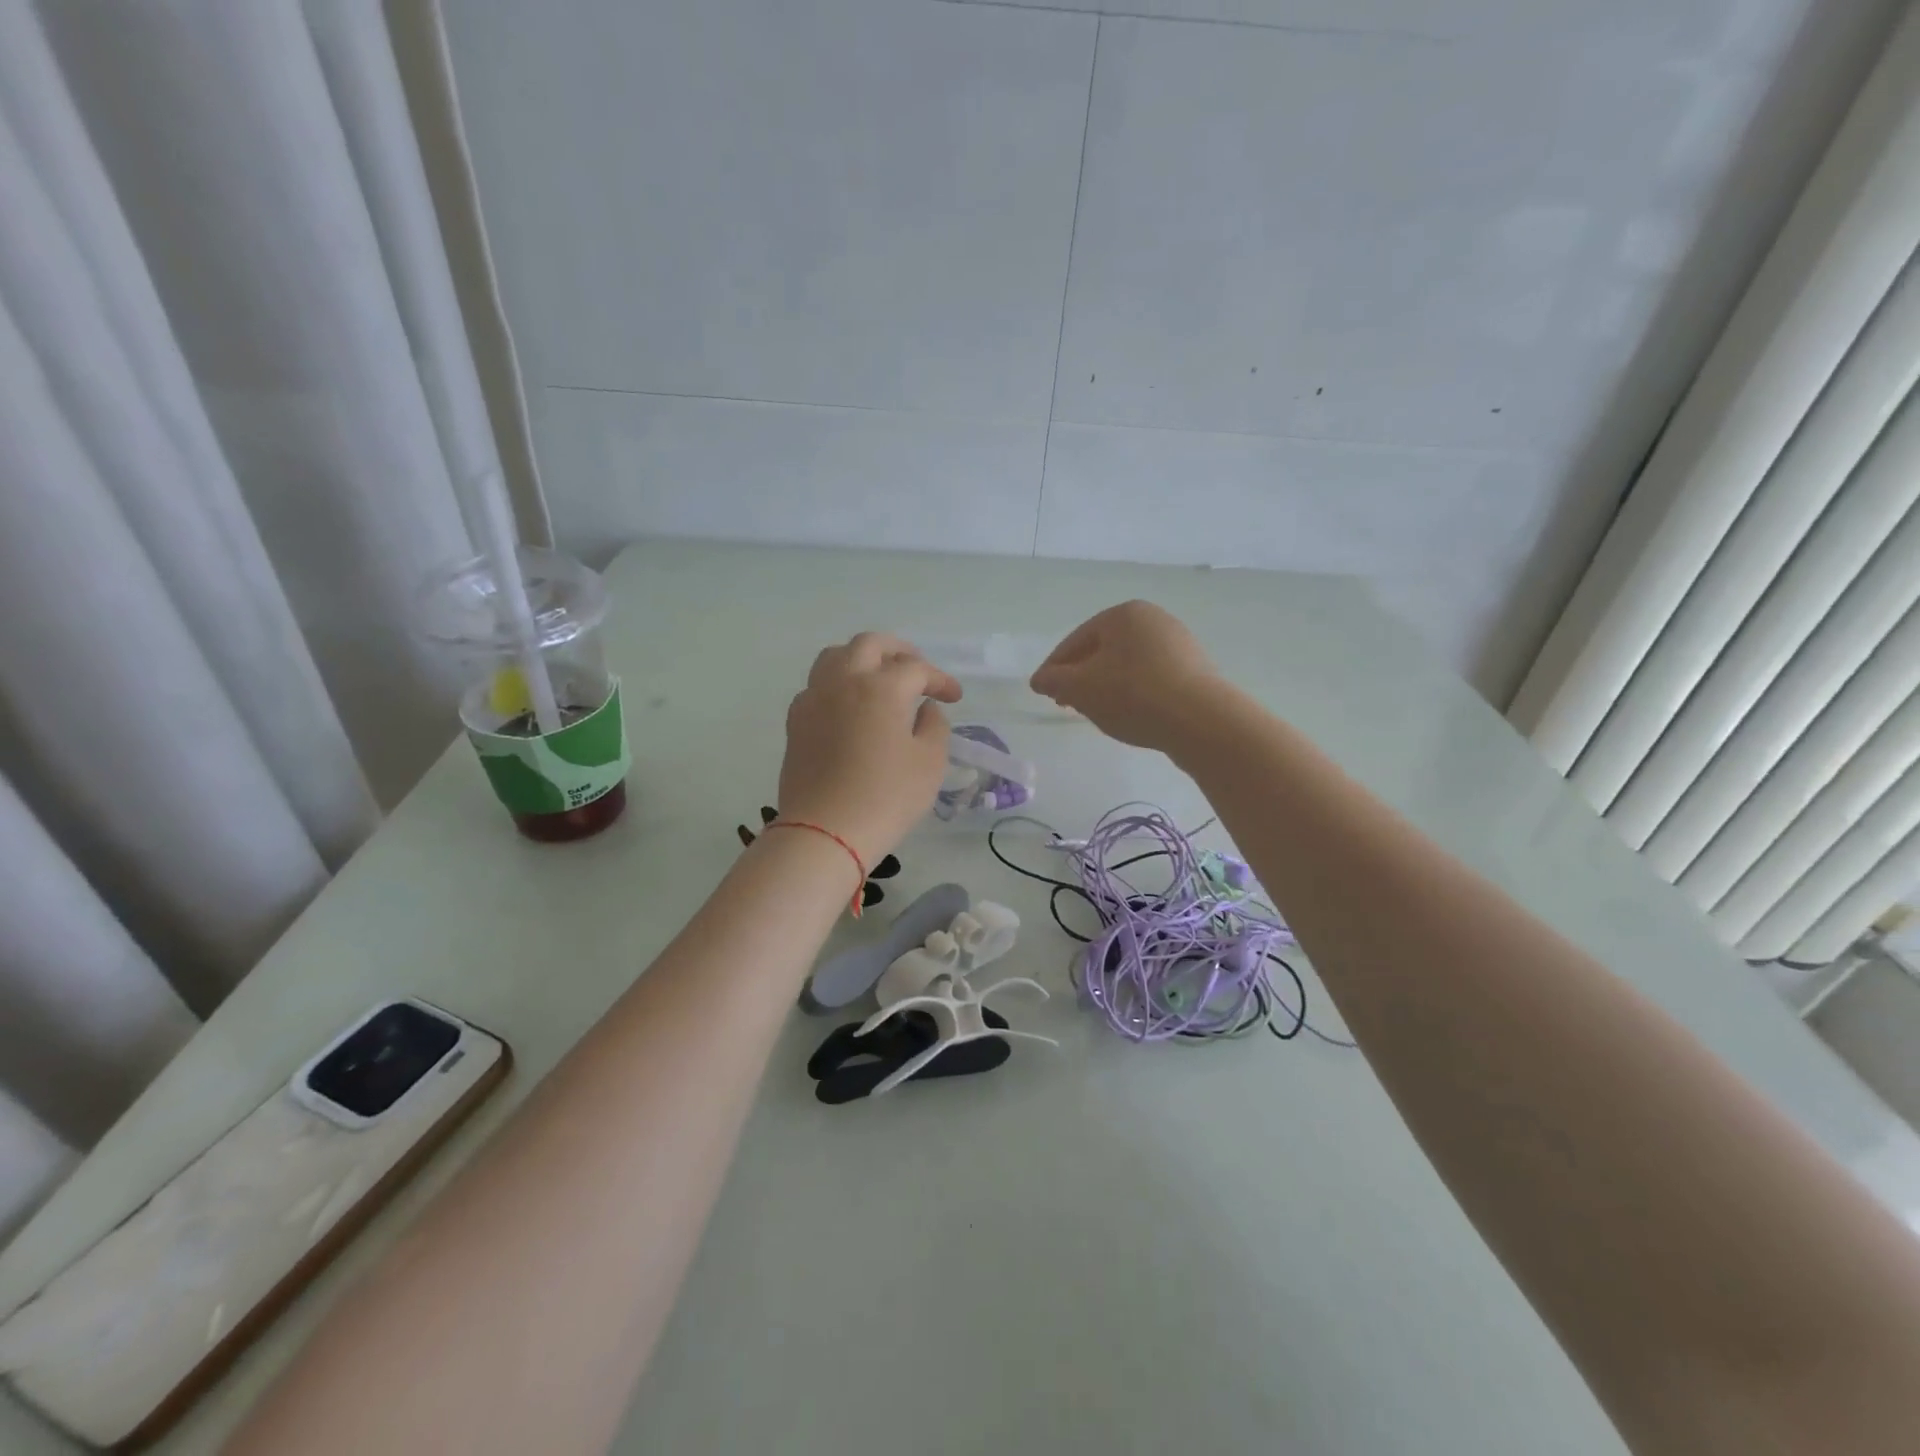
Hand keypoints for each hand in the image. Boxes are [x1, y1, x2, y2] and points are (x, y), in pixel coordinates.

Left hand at [779, 633, 961, 863]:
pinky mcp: (796, 720)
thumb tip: (924, 709)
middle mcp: (844, 681)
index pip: (916, 669)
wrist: (825, 831)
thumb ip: (934, 726)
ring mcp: (814, 698)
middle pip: (870, 644)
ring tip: (879, 678)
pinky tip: (849, 706)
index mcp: (881, 687)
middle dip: (899, 651)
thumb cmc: (886, 797)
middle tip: (917, 669)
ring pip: (835, 656)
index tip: (954, 696)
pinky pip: (817, 685)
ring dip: (862, 658)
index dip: (940, 679)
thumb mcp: (930, 763)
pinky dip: (838, 683)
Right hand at [1030, 601, 1222, 751]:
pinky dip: (1134, 693)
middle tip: (1067, 704)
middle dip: (1082, 677)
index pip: (1076, 640)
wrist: (1201, 721)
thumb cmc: (1133, 695)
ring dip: (1107, 686)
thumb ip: (1054, 681)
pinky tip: (1130, 715)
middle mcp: (1154, 619)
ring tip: (1097, 714)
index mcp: (1124, 614)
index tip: (1043, 692)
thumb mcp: (1081, 688)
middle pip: (1103, 650)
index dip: (1054, 668)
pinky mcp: (1195, 670)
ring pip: (1127, 665)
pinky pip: (1152, 678)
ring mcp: (1179, 644)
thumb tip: (1040, 679)